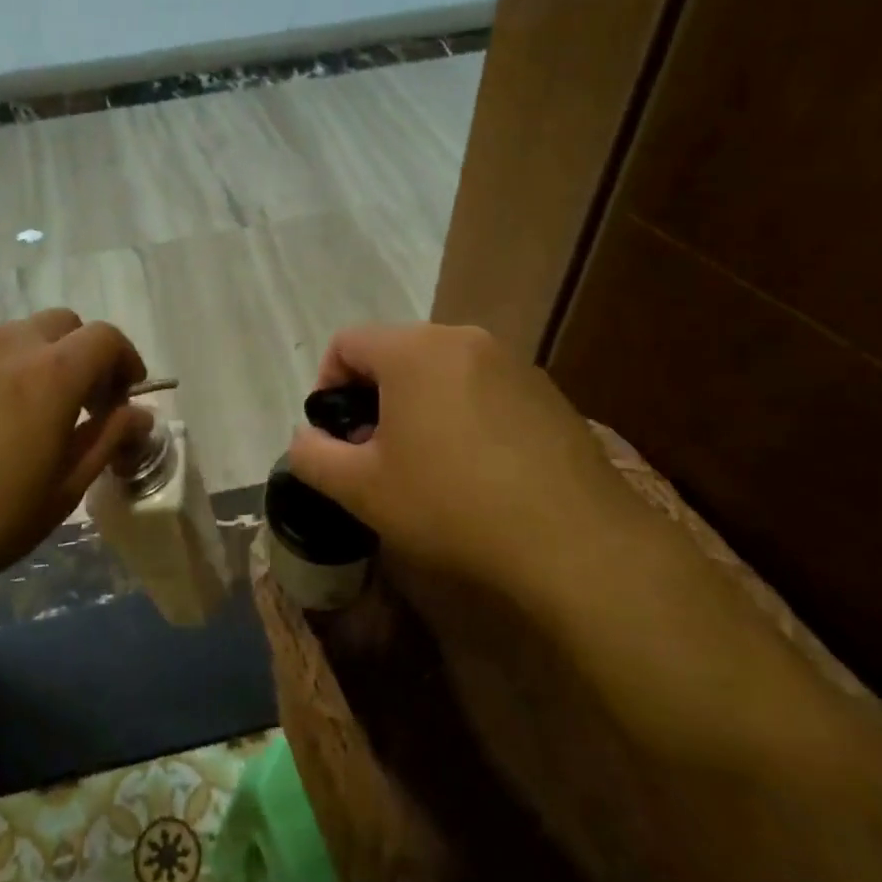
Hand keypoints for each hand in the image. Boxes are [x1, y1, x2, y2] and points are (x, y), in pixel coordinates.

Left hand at [0, 310, 151, 618]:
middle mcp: (7, 349)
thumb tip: (139, 415)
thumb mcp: (60, 492)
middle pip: (63, 324)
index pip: (105, 338)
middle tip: (84, 404)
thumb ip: (106, 442)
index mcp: (50, 376)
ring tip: (33, 413)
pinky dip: (1, 371)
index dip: (126, 361)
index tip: (125, 398)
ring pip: (17, 335)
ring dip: (41, 359)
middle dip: (85, 354)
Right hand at [285, 323, 629, 592]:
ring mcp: (512, 362)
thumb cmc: (452, 505)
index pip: (347, 342)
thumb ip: (312, 456)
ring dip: (418, 404)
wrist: (576, 543)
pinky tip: (477, 468)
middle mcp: (464, 338)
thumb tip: (305, 437)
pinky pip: (482, 388)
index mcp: (414, 350)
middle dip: (374, 396)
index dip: (327, 385)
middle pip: (395, 352)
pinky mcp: (547, 391)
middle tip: (376, 453)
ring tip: (426, 462)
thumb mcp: (361, 489)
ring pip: (441, 370)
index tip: (335, 435)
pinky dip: (462, 413)